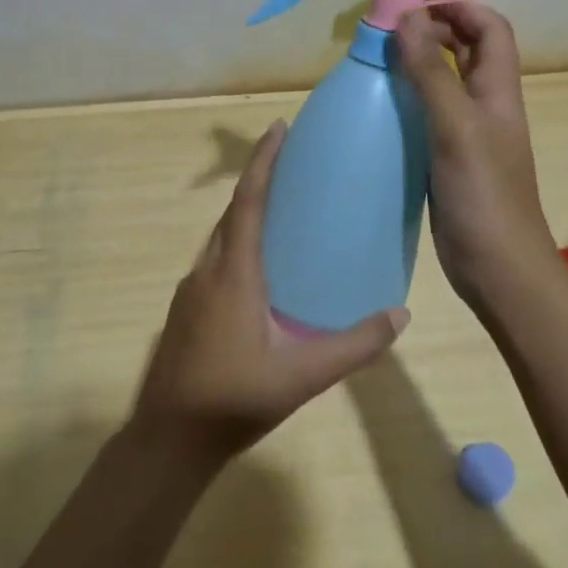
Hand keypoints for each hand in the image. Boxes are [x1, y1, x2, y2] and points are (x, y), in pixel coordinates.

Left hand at [132, 120, 409, 463]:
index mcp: (234, 274)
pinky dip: (238, 244)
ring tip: (282, 209)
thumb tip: (400, 315)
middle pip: (232, 212)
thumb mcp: (302, 376)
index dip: (263, 162)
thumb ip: (353, 346)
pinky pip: (215, 260)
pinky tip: (260, 269)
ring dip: (246, 213)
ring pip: (220, 238)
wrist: (167, 440)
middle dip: (258, 180)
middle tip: (291, 162)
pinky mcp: (185, 310)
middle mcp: (207, 271)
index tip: (278, 127)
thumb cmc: (233, 400)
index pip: (248, 202)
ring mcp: (191, 291)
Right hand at [396, 3, 563, 316]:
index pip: (489, 27)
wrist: (497, 267)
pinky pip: (430, 110)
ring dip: (420, 57)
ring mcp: (468, 130)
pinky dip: (409, 93)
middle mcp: (487, 103)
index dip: (459, 3)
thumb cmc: (484, 194)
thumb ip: (432, 73)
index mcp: (498, 90)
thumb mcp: (456, 127)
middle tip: (389, 16)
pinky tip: (381, 97)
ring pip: (447, 78)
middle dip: (436, 23)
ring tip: (380, 47)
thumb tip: (408, 16)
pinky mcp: (449, 154)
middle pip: (468, 47)